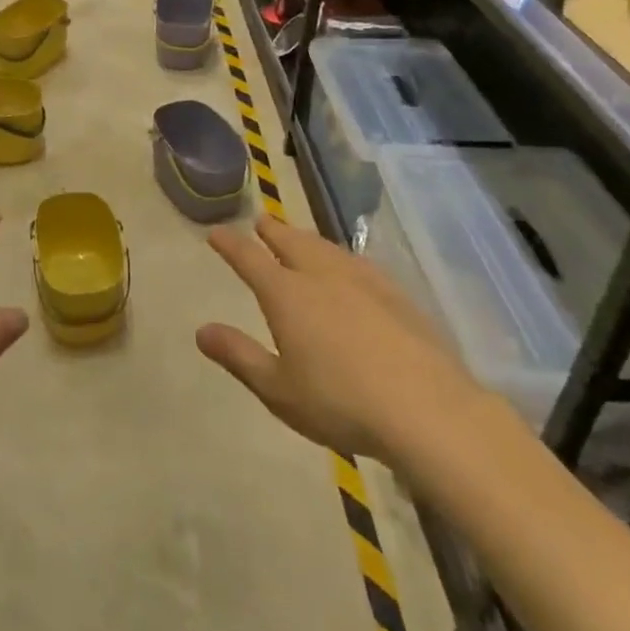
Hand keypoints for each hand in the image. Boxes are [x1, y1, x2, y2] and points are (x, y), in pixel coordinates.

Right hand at [196, 216, 500, 480]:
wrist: (428, 409)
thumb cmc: (341, 403)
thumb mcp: (278, 390)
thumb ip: (239, 356)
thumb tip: (202, 331)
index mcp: (286, 294)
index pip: (249, 259)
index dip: (230, 244)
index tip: (216, 233)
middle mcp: (321, 275)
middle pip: (291, 242)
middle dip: (272, 230)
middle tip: (261, 221)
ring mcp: (362, 280)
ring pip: (325, 247)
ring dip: (306, 238)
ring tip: (298, 236)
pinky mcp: (395, 294)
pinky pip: (357, 262)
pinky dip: (339, 255)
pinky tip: (348, 266)